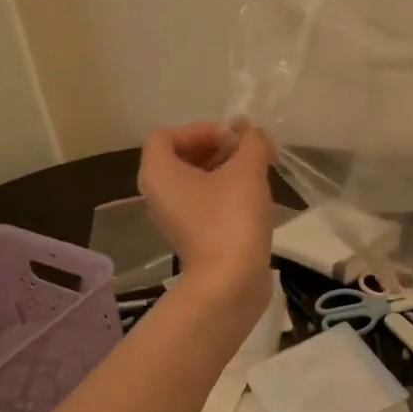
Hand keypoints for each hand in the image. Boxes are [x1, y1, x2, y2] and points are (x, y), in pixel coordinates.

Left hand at [137, 120, 276, 315]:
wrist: (230, 282)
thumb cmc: (231, 218)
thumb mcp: (247, 171)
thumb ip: (252, 143)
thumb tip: (252, 133)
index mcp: (158, 173)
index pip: (166, 135)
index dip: (199, 129)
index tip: (231, 137)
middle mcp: (157, 194)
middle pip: (180, 157)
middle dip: (215, 147)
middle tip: (247, 151)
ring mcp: (173, 218)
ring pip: (193, 181)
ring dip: (222, 170)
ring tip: (255, 171)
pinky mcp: (191, 237)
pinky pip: (202, 203)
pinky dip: (222, 193)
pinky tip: (252, 197)